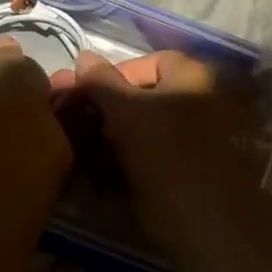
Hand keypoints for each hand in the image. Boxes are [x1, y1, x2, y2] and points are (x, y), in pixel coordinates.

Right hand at [61, 49, 255, 244]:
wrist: (199, 214)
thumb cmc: (163, 147)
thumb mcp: (124, 108)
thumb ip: (100, 80)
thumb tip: (84, 56)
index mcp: (193, 78)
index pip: (151, 63)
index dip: (115, 74)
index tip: (87, 92)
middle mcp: (198, 103)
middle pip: (143, 98)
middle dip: (105, 108)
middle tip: (73, 117)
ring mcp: (192, 141)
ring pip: (140, 130)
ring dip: (107, 136)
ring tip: (78, 145)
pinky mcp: (183, 172)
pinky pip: (146, 156)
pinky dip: (121, 160)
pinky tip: (95, 170)